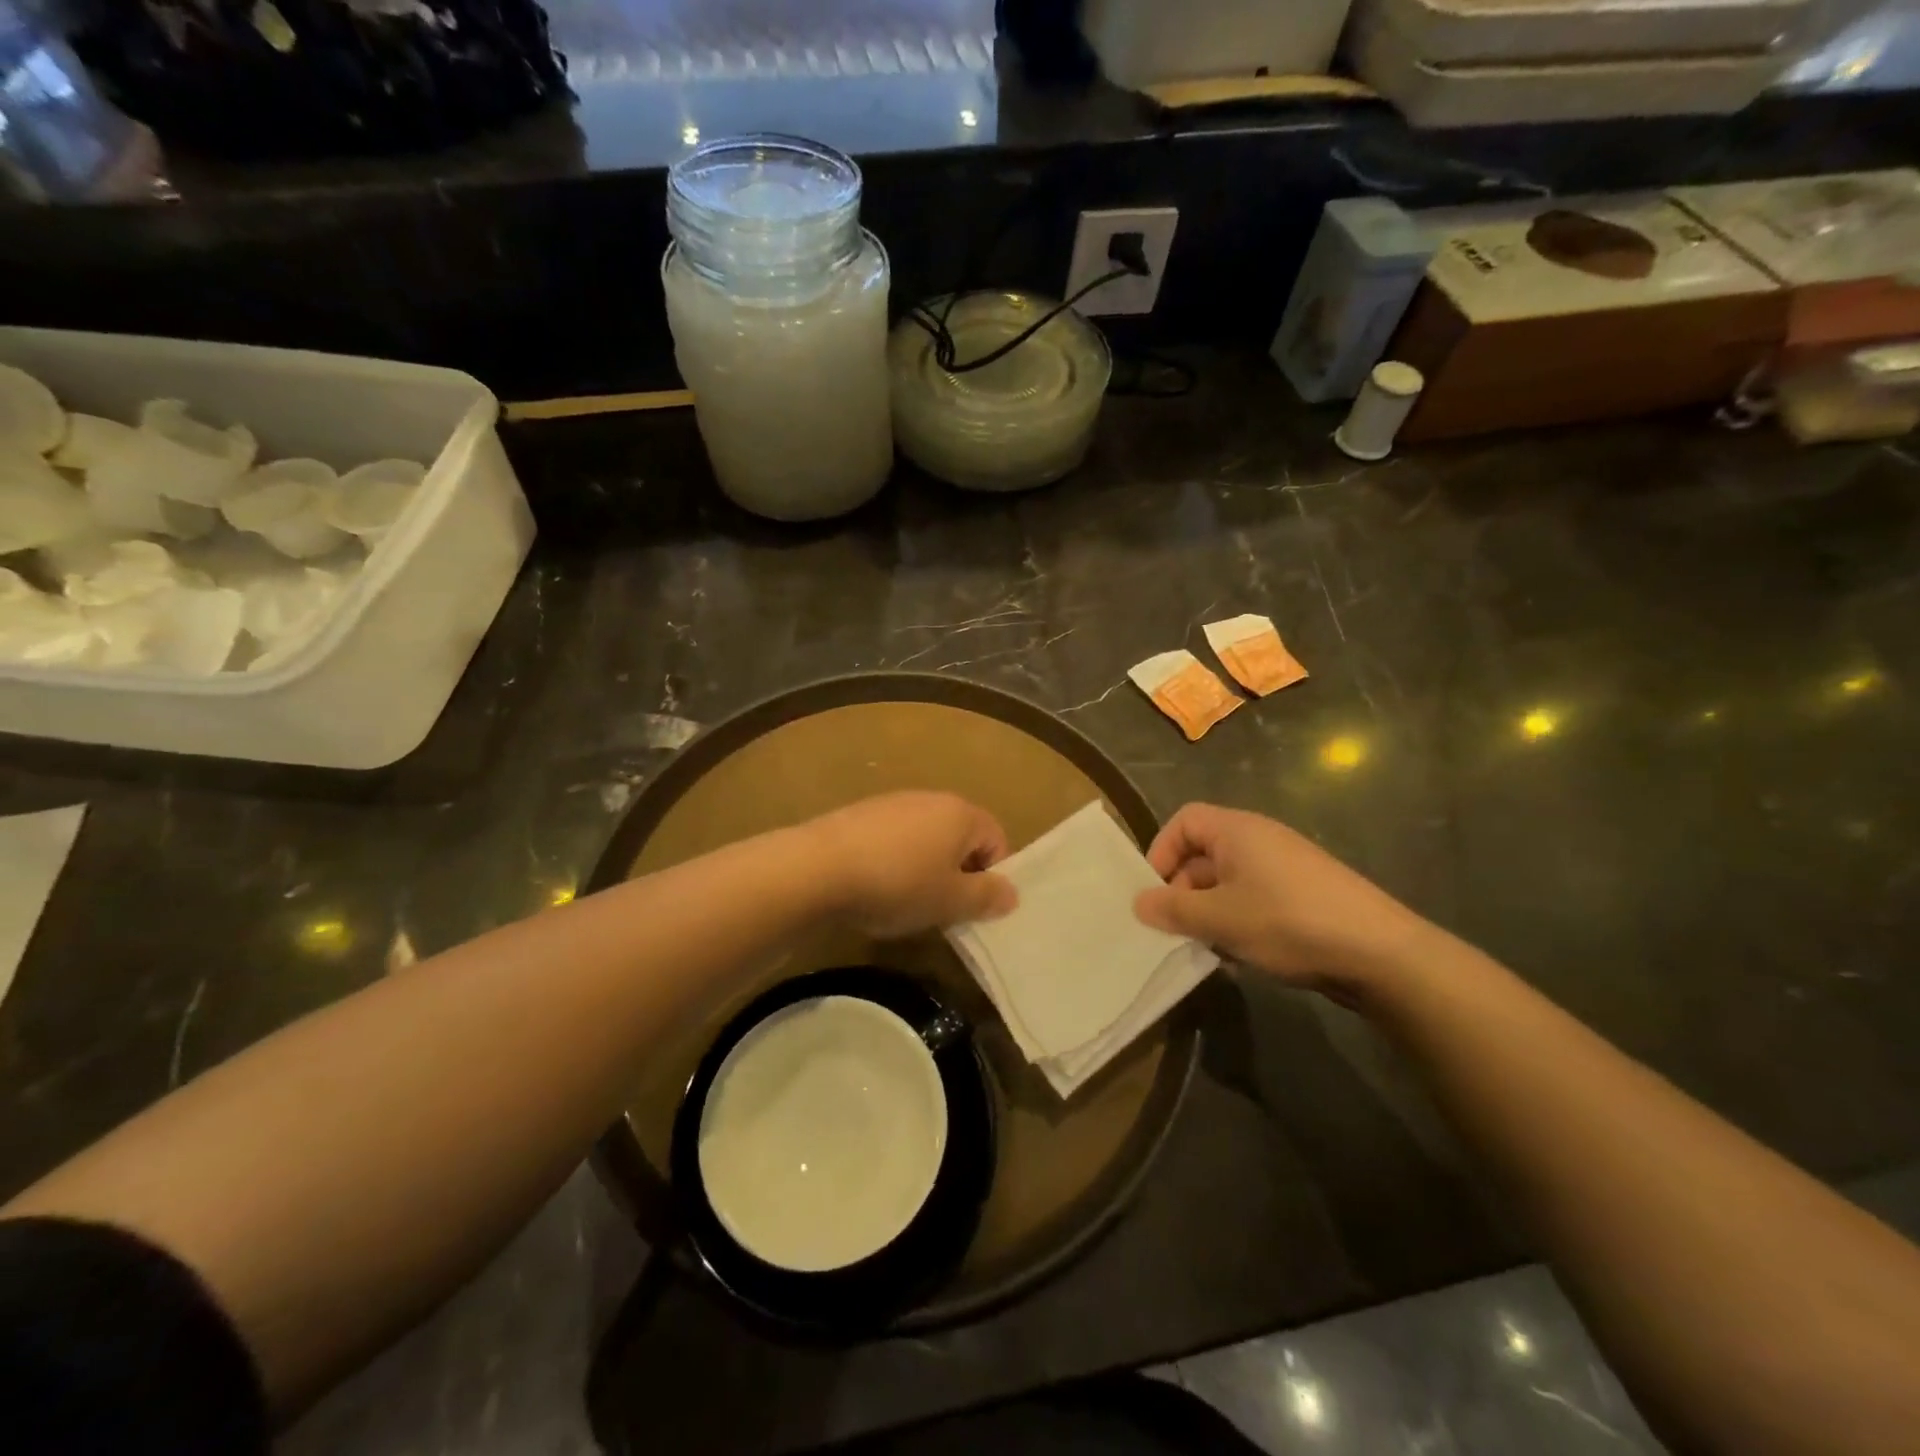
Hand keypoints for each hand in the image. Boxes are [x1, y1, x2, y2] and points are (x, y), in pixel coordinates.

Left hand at [807, 792, 1017, 937]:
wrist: (819, 868)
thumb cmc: (899, 884)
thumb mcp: (951, 901)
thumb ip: (987, 897)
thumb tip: (1012, 894)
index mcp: (961, 813)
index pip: (997, 840)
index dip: (992, 876)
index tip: (972, 907)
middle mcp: (931, 799)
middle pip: (960, 837)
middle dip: (957, 873)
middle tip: (942, 908)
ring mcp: (893, 803)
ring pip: (925, 838)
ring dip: (925, 868)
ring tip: (905, 900)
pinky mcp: (861, 814)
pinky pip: (893, 839)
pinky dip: (894, 861)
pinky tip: (874, 887)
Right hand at [1134, 803, 1435, 993]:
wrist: (1380, 953)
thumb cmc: (1288, 922)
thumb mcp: (1220, 919)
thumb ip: (1173, 910)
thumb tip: (1139, 903)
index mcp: (1237, 830)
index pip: (1184, 821)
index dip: (1161, 850)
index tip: (1155, 891)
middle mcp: (1260, 840)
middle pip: (1203, 853)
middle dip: (1183, 890)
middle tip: (1175, 928)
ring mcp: (1285, 868)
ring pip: (1228, 881)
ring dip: (1209, 911)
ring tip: (1205, 946)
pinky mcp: (1303, 895)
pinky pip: (1254, 898)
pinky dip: (1237, 920)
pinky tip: (1240, 955)